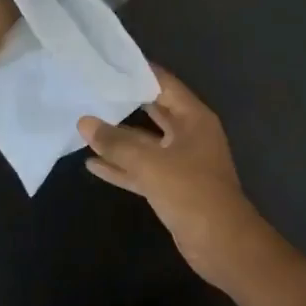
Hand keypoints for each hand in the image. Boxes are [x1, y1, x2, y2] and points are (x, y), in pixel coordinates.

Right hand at [78, 67, 287, 300]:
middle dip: (123, 103)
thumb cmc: (191, 192)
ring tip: (83, 126)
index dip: (137, 71)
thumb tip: (84, 122)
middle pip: (153, 111)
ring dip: (118, 138)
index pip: (163, 83)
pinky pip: (142, 170)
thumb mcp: (151, 163)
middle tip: (90, 89)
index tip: (107, 61)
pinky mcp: (172, 187)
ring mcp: (181, 162)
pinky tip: (92, 163)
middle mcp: (189, 134)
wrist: (222, 244)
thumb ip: (116, 142)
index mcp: (194, 118)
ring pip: (145, 143)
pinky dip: (121, 167)